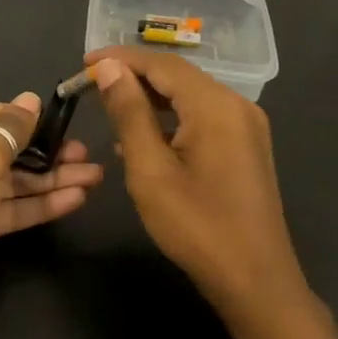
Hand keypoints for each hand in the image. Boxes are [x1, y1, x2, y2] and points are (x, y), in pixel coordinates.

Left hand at [0, 93, 103, 334]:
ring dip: (52, 180)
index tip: (74, 124)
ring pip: (15, 181)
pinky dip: (40, 204)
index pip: (0, 115)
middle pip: (11, 149)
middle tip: (90, 156)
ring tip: (95, 177)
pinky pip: (11, 207)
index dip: (36, 120)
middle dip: (51, 153)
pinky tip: (75, 199)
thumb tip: (31, 99)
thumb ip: (13, 129)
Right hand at [87, 46, 309, 317]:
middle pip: (179, 76)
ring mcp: (246, 126)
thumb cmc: (196, 226)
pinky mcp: (246, 146)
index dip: (120, 59)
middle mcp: (236, 105)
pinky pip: (203, 117)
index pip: (161, 64)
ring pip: (191, 96)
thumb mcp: (150, 169)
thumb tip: (109, 68)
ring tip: (110, 106)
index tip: (83, 64)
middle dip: (134, 75)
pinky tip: (144, 136)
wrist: (254, 279)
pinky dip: (171, 118)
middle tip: (91, 84)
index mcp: (215, 105)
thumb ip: (129, 113)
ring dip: (151, 96)